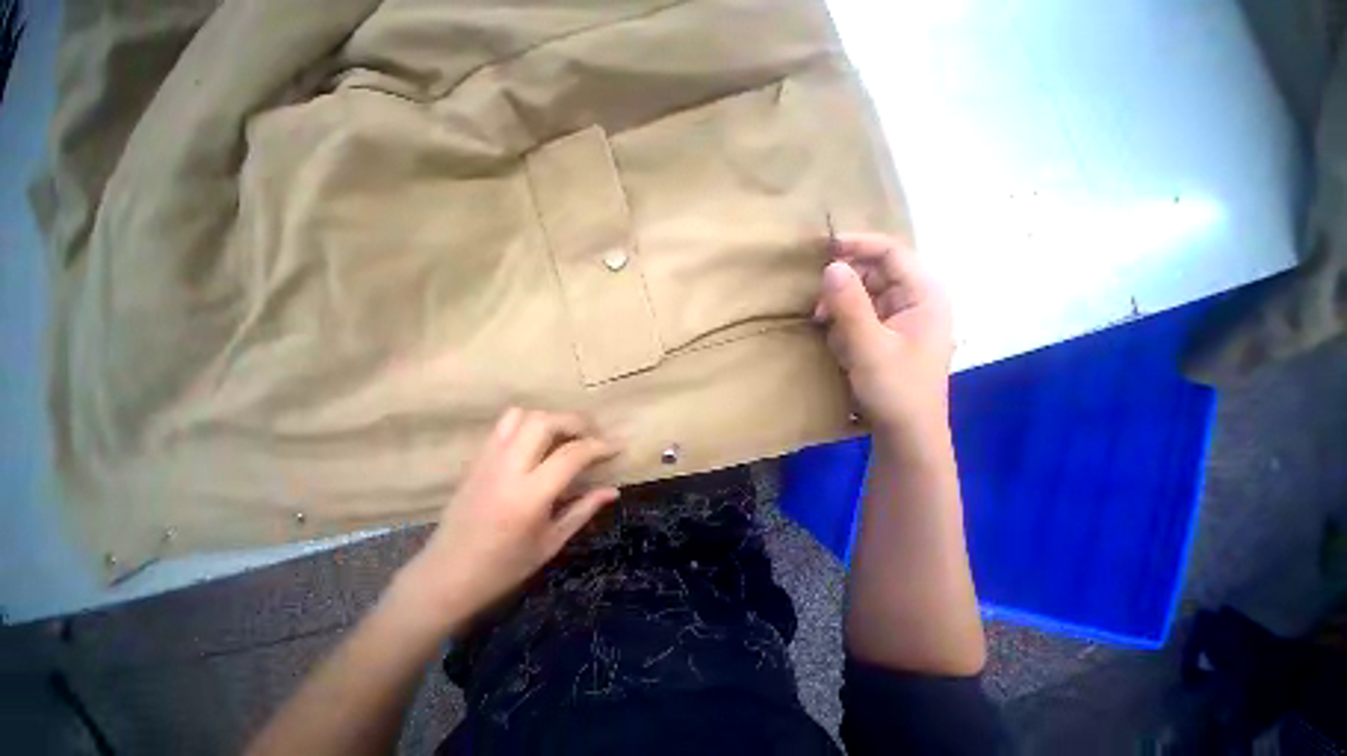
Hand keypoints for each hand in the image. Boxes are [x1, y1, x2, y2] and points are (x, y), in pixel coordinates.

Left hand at [392, 409, 619, 634]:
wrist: (443, 577)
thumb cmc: (502, 568)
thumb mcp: (551, 543)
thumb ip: (584, 510)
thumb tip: (613, 490)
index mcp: (529, 496)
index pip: (572, 455)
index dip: (600, 446)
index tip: (617, 446)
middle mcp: (507, 470)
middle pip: (545, 422)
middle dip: (575, 422)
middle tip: (592, 435)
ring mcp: (487, 460)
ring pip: (522, 416)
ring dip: (551, 419)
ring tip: (566, 436)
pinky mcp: (476, 459)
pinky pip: (505, 425)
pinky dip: (529, 423)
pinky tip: (539, 443)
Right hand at [814, 232, 952, 437]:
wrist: (906, 433)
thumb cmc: (895, 390)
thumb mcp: (868, 347)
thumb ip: (849, 305)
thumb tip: (831, 266)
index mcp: (924, 295)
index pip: (892, 252)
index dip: (858, 245)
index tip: (823, 249)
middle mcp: (915, 300)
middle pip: (874, 272)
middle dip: (844, 286)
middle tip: (819, 307)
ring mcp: (900, 318)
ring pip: (863, 295)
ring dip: (840, 308)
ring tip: (826, 327)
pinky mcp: (887, 334)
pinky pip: (860, 315)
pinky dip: (844, 324)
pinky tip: (839, 343)